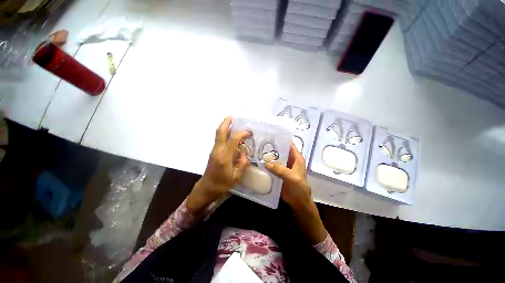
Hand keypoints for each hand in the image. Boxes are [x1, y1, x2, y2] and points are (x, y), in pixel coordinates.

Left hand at [187, 116, 250, 215]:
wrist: (206, 188)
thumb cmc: (222, 184)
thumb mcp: (236, 177)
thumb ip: (242, 163)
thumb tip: (244, 151)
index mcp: (224, 157)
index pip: (233, 140)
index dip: (241, 134)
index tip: (249, 132)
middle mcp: (218, 151)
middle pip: (220, 132)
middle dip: (226, 123)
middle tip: (232, 116)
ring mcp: (214, 150)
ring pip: (218, 134)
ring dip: (224, 126)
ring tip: (231, 121)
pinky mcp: (213, 152)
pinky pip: (218, 139)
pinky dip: (223, 133)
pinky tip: (229, 133)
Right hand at [265, 143, 326, 243]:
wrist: (298, 203)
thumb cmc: (299, 188)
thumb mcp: (291, 177)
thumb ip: (280, 169)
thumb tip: (266, 162)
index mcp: (296, 158)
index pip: (289, 144)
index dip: (281, 139)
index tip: (270, 135)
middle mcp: (290, 160)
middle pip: (281, 150)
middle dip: (272, 147)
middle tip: (260, 142)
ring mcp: (284, 167)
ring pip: (276, 158)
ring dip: (269, 156)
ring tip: (257, 150)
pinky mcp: (279, 173)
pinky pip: (272, 166)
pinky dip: (267, 164)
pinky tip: (259, 162)